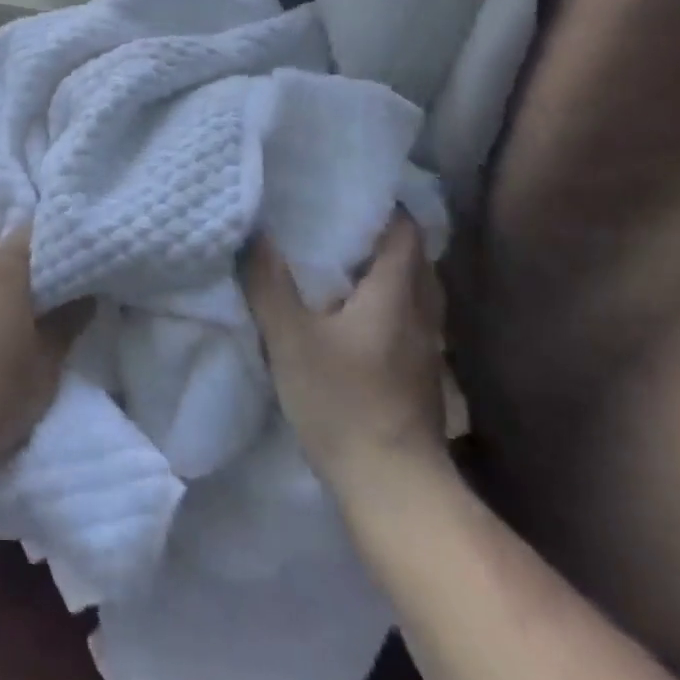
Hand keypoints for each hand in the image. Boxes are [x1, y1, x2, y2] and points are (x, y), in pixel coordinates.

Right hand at [242, 214, 448, 494]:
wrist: (393, 486)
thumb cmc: (342, 402)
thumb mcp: (290, 338)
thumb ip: (268, 283)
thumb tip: (253, 232)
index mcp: (396, 295)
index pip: (405, 233)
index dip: (385, 207)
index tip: (349, 193)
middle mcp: (421, 315)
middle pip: (415, 260)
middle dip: (383, 236)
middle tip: (339, 224)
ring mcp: (426, 350)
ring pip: (416, 293)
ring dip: (389, 272)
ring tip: (344, 264)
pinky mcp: (422, 378)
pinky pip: (409, 320)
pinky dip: (389, 304)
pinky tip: (356, 316)